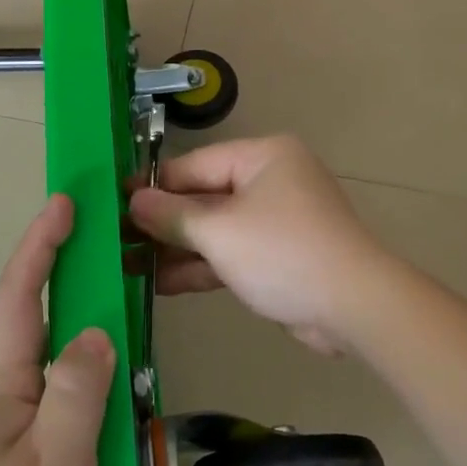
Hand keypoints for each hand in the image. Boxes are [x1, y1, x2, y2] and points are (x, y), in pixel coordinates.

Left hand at [0, 194, 114, 465]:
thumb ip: (78, 396)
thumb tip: (95, 331)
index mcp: (2, 388)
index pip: (20, 298)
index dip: (40, 246)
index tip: (64, 203)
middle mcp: (3, 400)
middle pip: (34, 320)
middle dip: (64, 271)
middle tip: (109, 243)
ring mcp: (12, 434)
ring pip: (51, 361)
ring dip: (81, 321)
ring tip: (122, 304)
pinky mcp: (25, 465)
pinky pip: (64, 401)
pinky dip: (91, 375)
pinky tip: (117, 389)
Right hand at [127, 136, 389, 354]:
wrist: (354, 307)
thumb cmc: (283, 253)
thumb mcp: (220, 232)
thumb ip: (173, 215)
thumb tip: (133, 200)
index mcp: (262, 157)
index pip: (193, 165)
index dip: (152, 186)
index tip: (113, 203)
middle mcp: (270, 181)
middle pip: (203, 197)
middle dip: (162, 223)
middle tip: (115, 241)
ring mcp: (275, 220)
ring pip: (215, 229)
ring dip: (177, 249)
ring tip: (128, 266)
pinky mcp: (278, 256)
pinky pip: (232, 253)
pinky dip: (202, 266)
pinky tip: (161, 284)